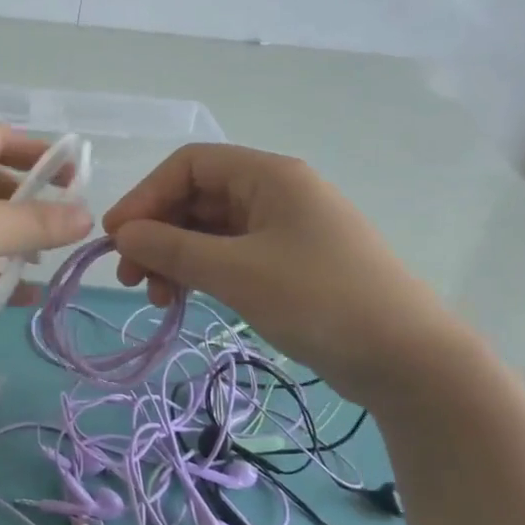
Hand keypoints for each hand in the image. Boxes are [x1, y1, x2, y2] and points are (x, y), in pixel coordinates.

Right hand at [102, 144, 462, 404]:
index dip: (146, 196)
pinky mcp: (288, 264)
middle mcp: (275, 193)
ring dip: (175, 257)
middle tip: (131, 278)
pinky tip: (187, 300)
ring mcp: (283, 229)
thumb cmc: (319, 300)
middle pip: (196, 198)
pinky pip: (229, 255)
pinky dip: (202, 273)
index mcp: (268, 176)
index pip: (189, 166)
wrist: (408, 359)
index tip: (117, 238)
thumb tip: (122, 233)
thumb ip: (173, 247)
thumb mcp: (237, 272)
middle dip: (157, 233)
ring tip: (159, 298)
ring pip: (210, 230)